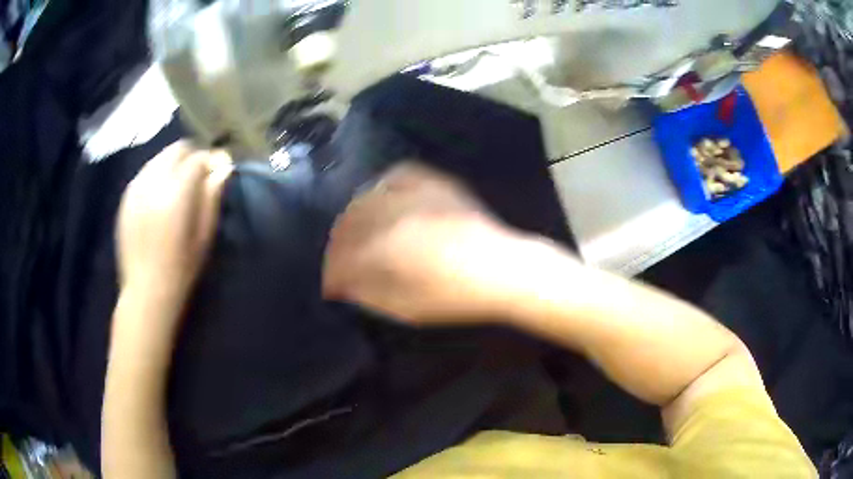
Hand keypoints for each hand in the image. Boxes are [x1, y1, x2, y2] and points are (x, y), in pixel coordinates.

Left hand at [117, 141, 232, 298]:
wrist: (146, 292)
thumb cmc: (181, 269)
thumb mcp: (204, 237)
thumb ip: (211, 198)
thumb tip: (223, 168)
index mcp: (176, 195)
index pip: (197, 159)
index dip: (211, 160)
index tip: (217, 170)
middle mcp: (153, 184)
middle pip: (176, 150)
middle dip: (191, 156)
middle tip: (198, 176)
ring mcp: (135, 189)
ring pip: (158, 158)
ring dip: (173, 164)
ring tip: (178, 186)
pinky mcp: (125, 198)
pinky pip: (144, 173)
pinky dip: (156, 175)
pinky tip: (159, 196)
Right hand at [323, 162, 529, 324]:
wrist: (504, 269)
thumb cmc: (456, 296)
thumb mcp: (407, 308)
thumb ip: (368, 294)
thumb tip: (343, 285)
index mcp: (384, 249)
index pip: (342, 259)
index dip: (331, 275)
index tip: (330, 287)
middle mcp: (393, 214)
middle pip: (347, 225)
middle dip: (337, 247)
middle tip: (339, 263)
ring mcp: (415, 194)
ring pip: (367, 197)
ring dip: (353, 218)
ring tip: (354, 234)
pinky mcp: (435, 183)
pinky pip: (398, 174)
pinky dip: (382, 186)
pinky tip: (380, 197)